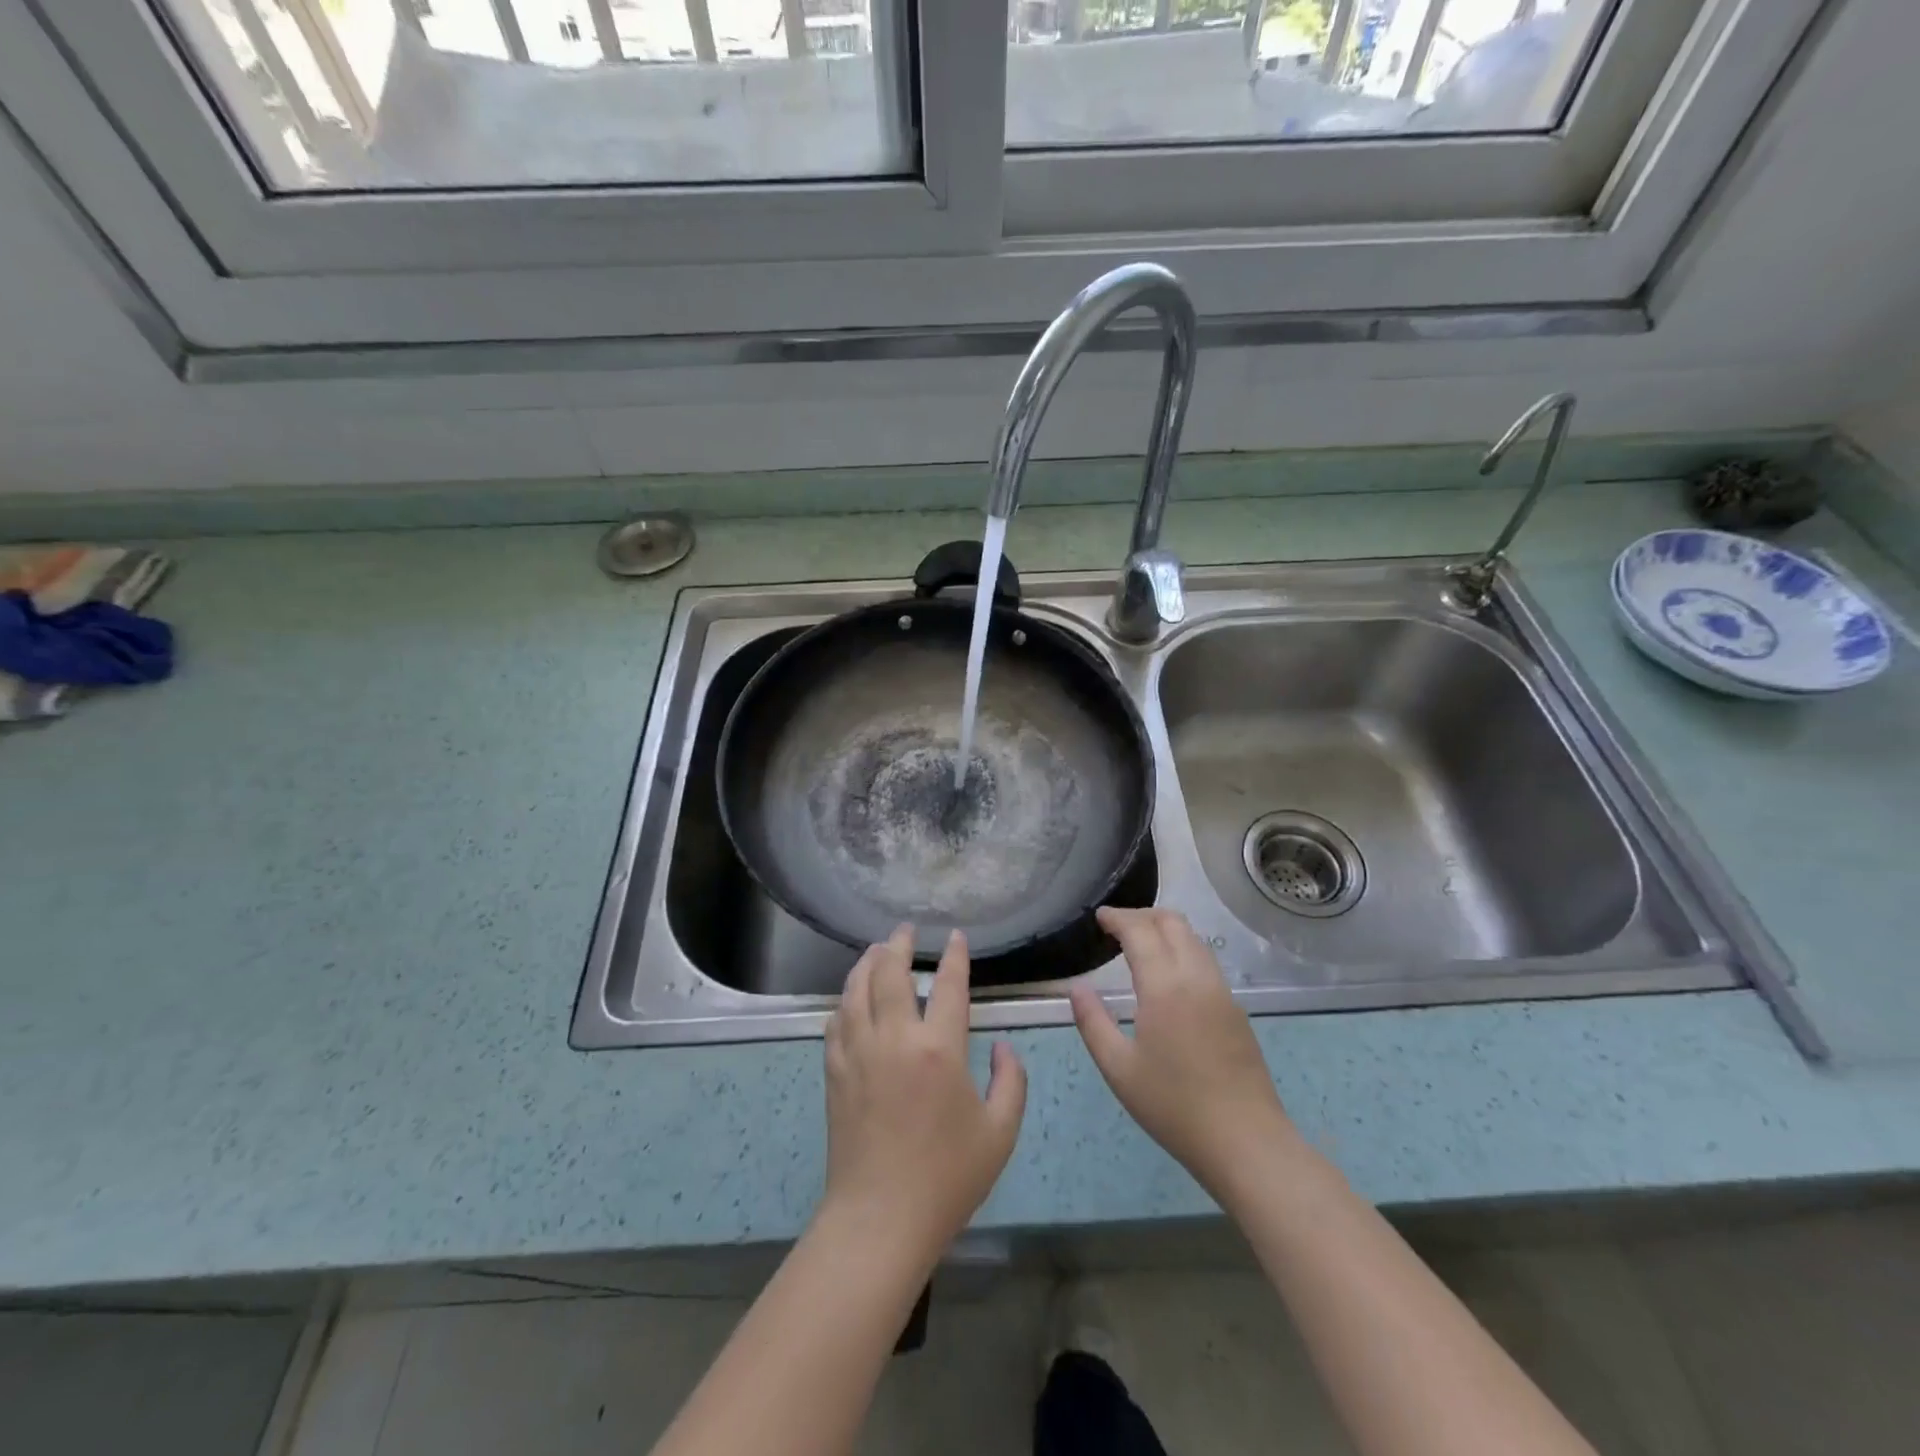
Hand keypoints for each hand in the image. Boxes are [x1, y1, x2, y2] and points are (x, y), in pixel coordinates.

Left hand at [819, 926, 1026, 1268]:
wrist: (880, 1219)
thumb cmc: (947, 1177)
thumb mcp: (1000, 1133)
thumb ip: (1011, 1081)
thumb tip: (1004, 1045)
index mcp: (939, 1049)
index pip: (947, 985)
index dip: (953, 956)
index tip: (954, 936)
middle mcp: (894, 1038)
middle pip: (890, 973)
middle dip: (898, 944)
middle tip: (904, 930)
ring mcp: (858, 1052)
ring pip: (856, 989)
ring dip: (866, 963)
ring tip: (875, 950)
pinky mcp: (834, 1072)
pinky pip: (836, 1021)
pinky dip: (845, 1000)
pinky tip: (851, 999)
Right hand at [1071, 907, 1302, 1203]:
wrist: (1246, 1142)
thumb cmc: (1174, 1107)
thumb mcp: (1119, 1069)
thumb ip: (1093, 1022)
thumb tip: (1077, 988)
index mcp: (1165, 987)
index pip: (1140, 931)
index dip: (1117, 918)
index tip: (1099, 917)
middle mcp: (1197, 977)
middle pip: (1172, 923)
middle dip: (1142, 915)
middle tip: (1116, 926)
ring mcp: (1222, 991)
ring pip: (1193, 939)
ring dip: (1165, 929)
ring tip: (1139, 944)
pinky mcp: (1236, 1009)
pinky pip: (1205, 961)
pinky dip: (1182, 949)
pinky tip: (1167, 974)